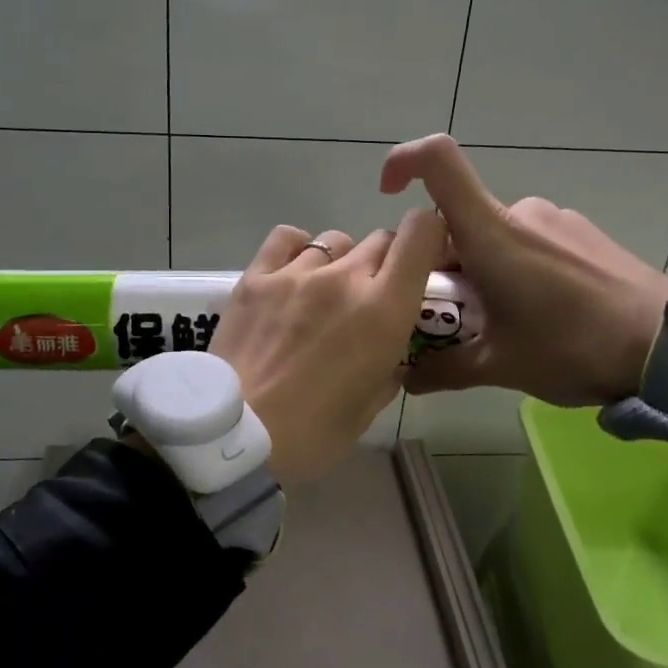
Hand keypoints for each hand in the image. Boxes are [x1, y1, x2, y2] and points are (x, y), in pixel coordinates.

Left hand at [209, 210, 448, 483]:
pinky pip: (286, 238)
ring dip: (342, 261)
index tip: (423, 262)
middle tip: (371, 296)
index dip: (429, 237)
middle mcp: (344, 277)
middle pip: (380, 239)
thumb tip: (390, 350)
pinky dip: (297, 249)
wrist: (238, 435)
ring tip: (325, 293)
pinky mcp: (256, 277)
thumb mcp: (371, 404)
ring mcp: (296, 273)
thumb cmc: (314, 432)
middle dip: (386, 262)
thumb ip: (390, 365)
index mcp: (383, 309)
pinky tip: (292, 273)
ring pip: (336, 240)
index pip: (420, 233)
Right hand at [379, 134, 667, 406]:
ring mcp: (556, 219)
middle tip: (456, 317)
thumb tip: (405, 379)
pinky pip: (530, 242)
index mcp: (491, 233)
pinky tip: (543, 313)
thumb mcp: (501, 367)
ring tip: (504, 324)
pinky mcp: (583, 233)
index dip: (403, 162)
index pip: (438, 161)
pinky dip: (516, 268)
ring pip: (495, 236)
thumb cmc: (574, 347)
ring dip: (482, 271)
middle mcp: (521, 212)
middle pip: (459, 220)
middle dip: (444, 264)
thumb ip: (445, 370)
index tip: (387, 194)